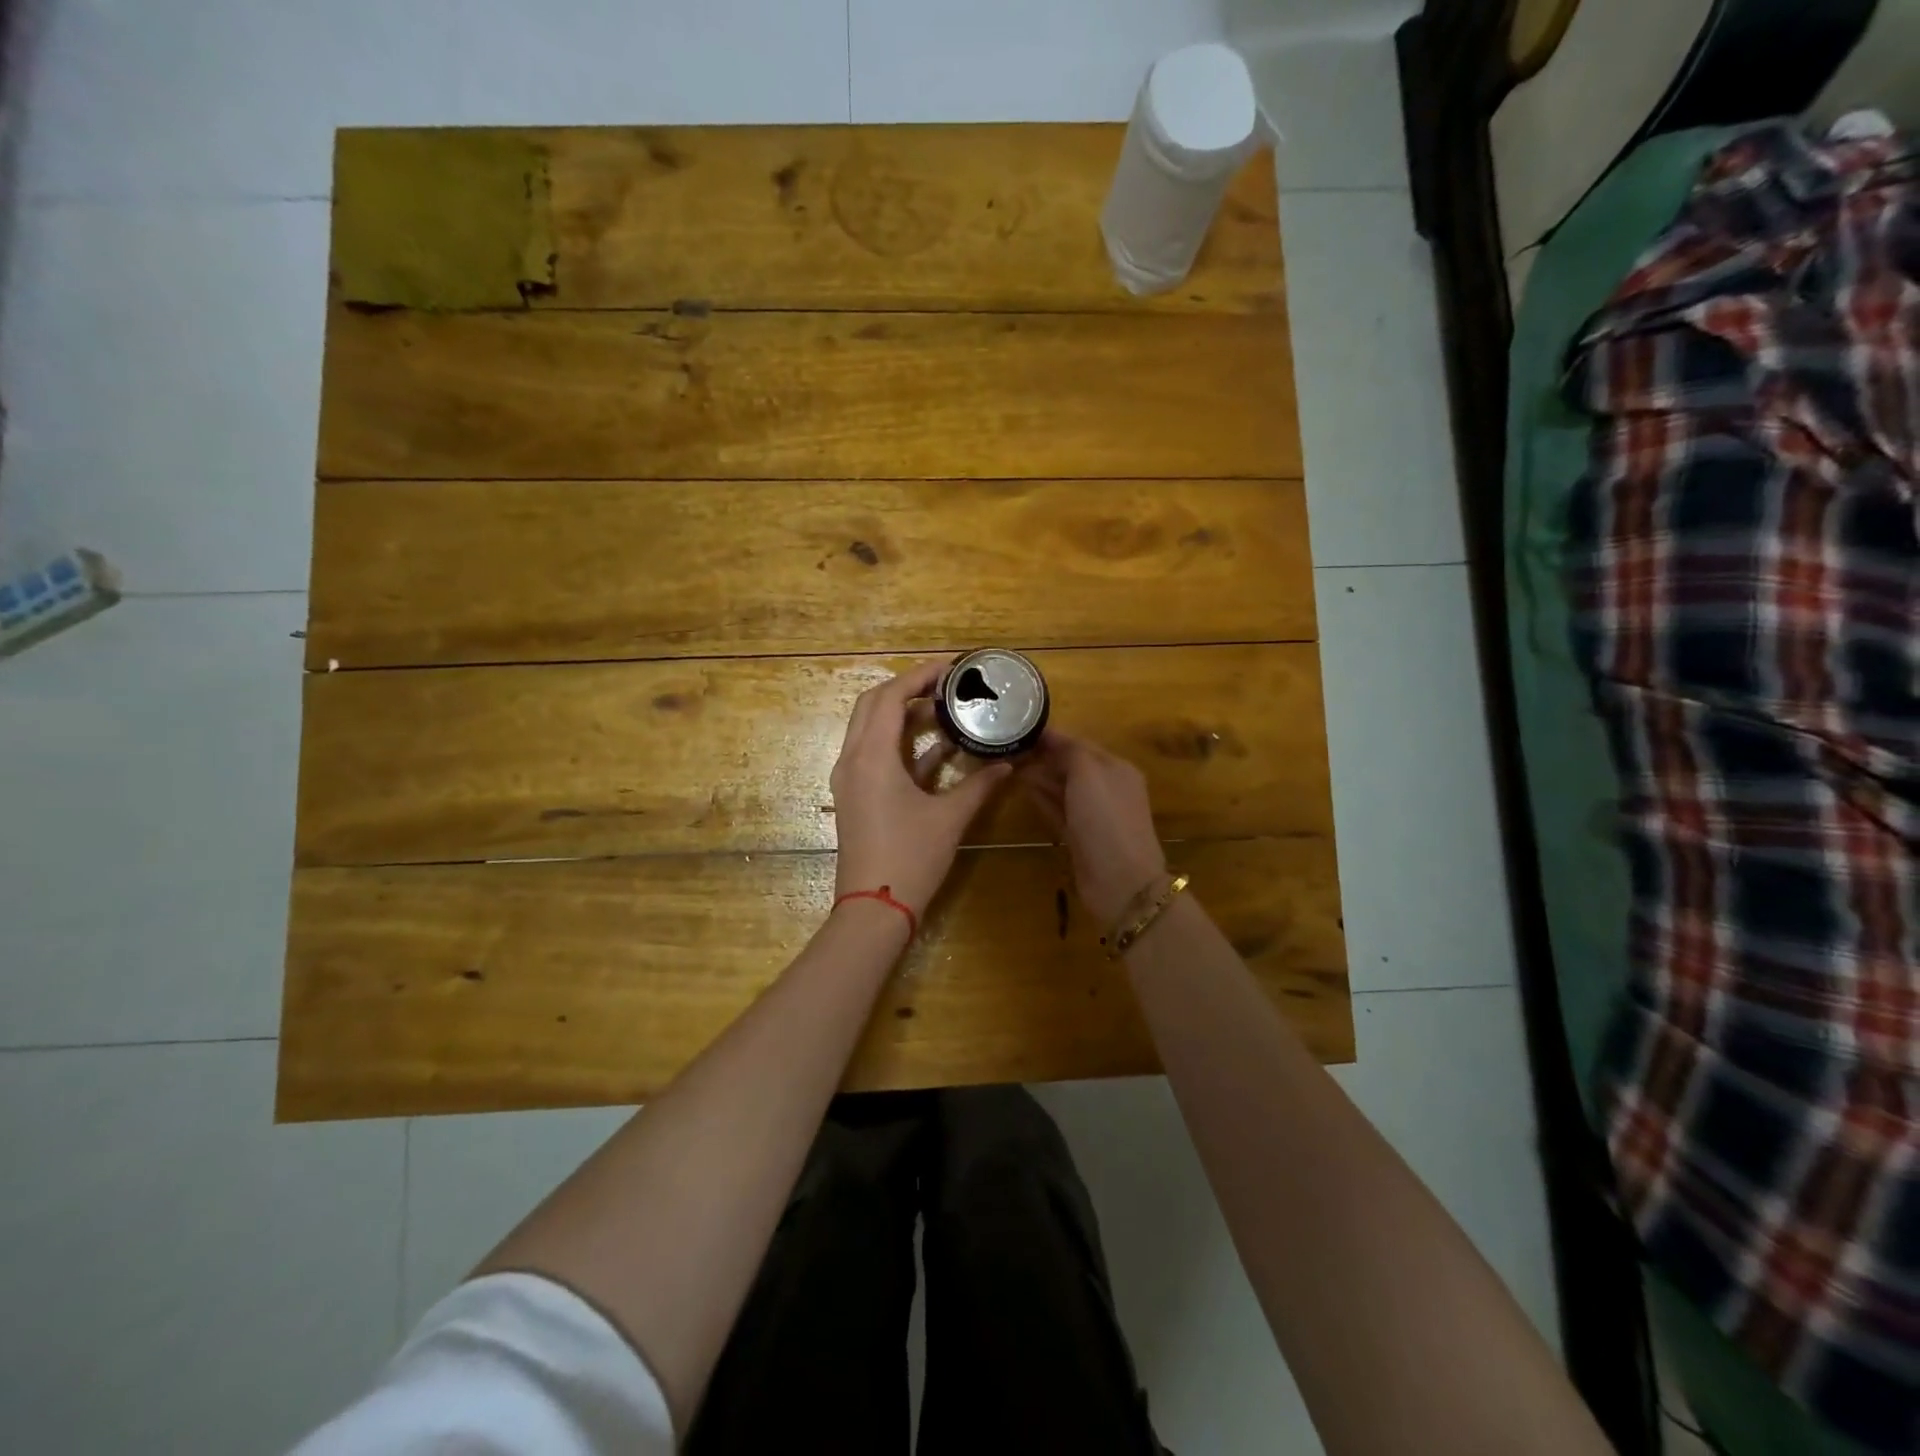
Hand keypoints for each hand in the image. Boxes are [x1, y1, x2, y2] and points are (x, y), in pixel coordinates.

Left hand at [830, 659, 1014, 920]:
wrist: (874, 909)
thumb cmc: (911, 858)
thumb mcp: (950, 818)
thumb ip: (979, 785)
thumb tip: (1008, 764)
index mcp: (872, 757)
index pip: (890, 697)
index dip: (919, 676)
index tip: (950, 668)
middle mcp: (852, 759)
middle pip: (872, 704)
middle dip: (906, 688)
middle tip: (944, 685)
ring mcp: (849, 779)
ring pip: (868, 728)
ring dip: (900, 713)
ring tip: (940, 709)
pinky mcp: (854, 796)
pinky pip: (871, 753)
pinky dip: (898, 743)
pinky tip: (934, 748)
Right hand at [1015, 729, 1167, 926]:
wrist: (1120, 880)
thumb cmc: (1105, 818)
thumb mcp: (1089, 773)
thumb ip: (1071, 752)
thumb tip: (1052, 740)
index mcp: (1115, 768)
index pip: (1080, 743)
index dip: (1052, 736)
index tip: (1020, 726)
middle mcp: (1107, 788)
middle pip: (1071, 765)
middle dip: (1043, 756)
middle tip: (1009, 747)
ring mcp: (1093, 814)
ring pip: (1062, 787)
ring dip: (1039, 776)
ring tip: (1009, 764)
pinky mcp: (1080, 836)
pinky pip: (1057, 809)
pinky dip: (1042, 798)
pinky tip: (1022, 789)